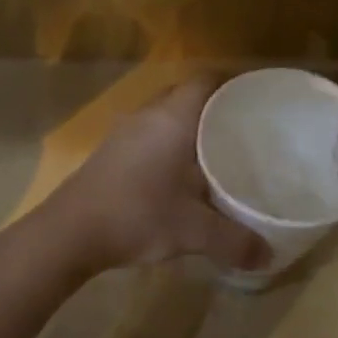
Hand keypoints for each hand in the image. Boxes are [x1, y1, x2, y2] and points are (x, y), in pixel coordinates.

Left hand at [44, 79, 269, 274]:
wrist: (68, 232)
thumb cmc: (136, 215)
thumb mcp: (194, 231)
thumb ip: (235, 241)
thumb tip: (269, 257)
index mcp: (173, 118)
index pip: (207, 81)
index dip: (233, 84)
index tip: (257, 100)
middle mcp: (148, 115)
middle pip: (187, 95)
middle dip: (215, 108)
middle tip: (244, 129)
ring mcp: (124, 133)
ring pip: (165, 116)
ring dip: (189, 127)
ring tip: (217, 150)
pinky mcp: (110, 152)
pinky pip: (149, 134)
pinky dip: (169, 144)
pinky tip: (180, 174)